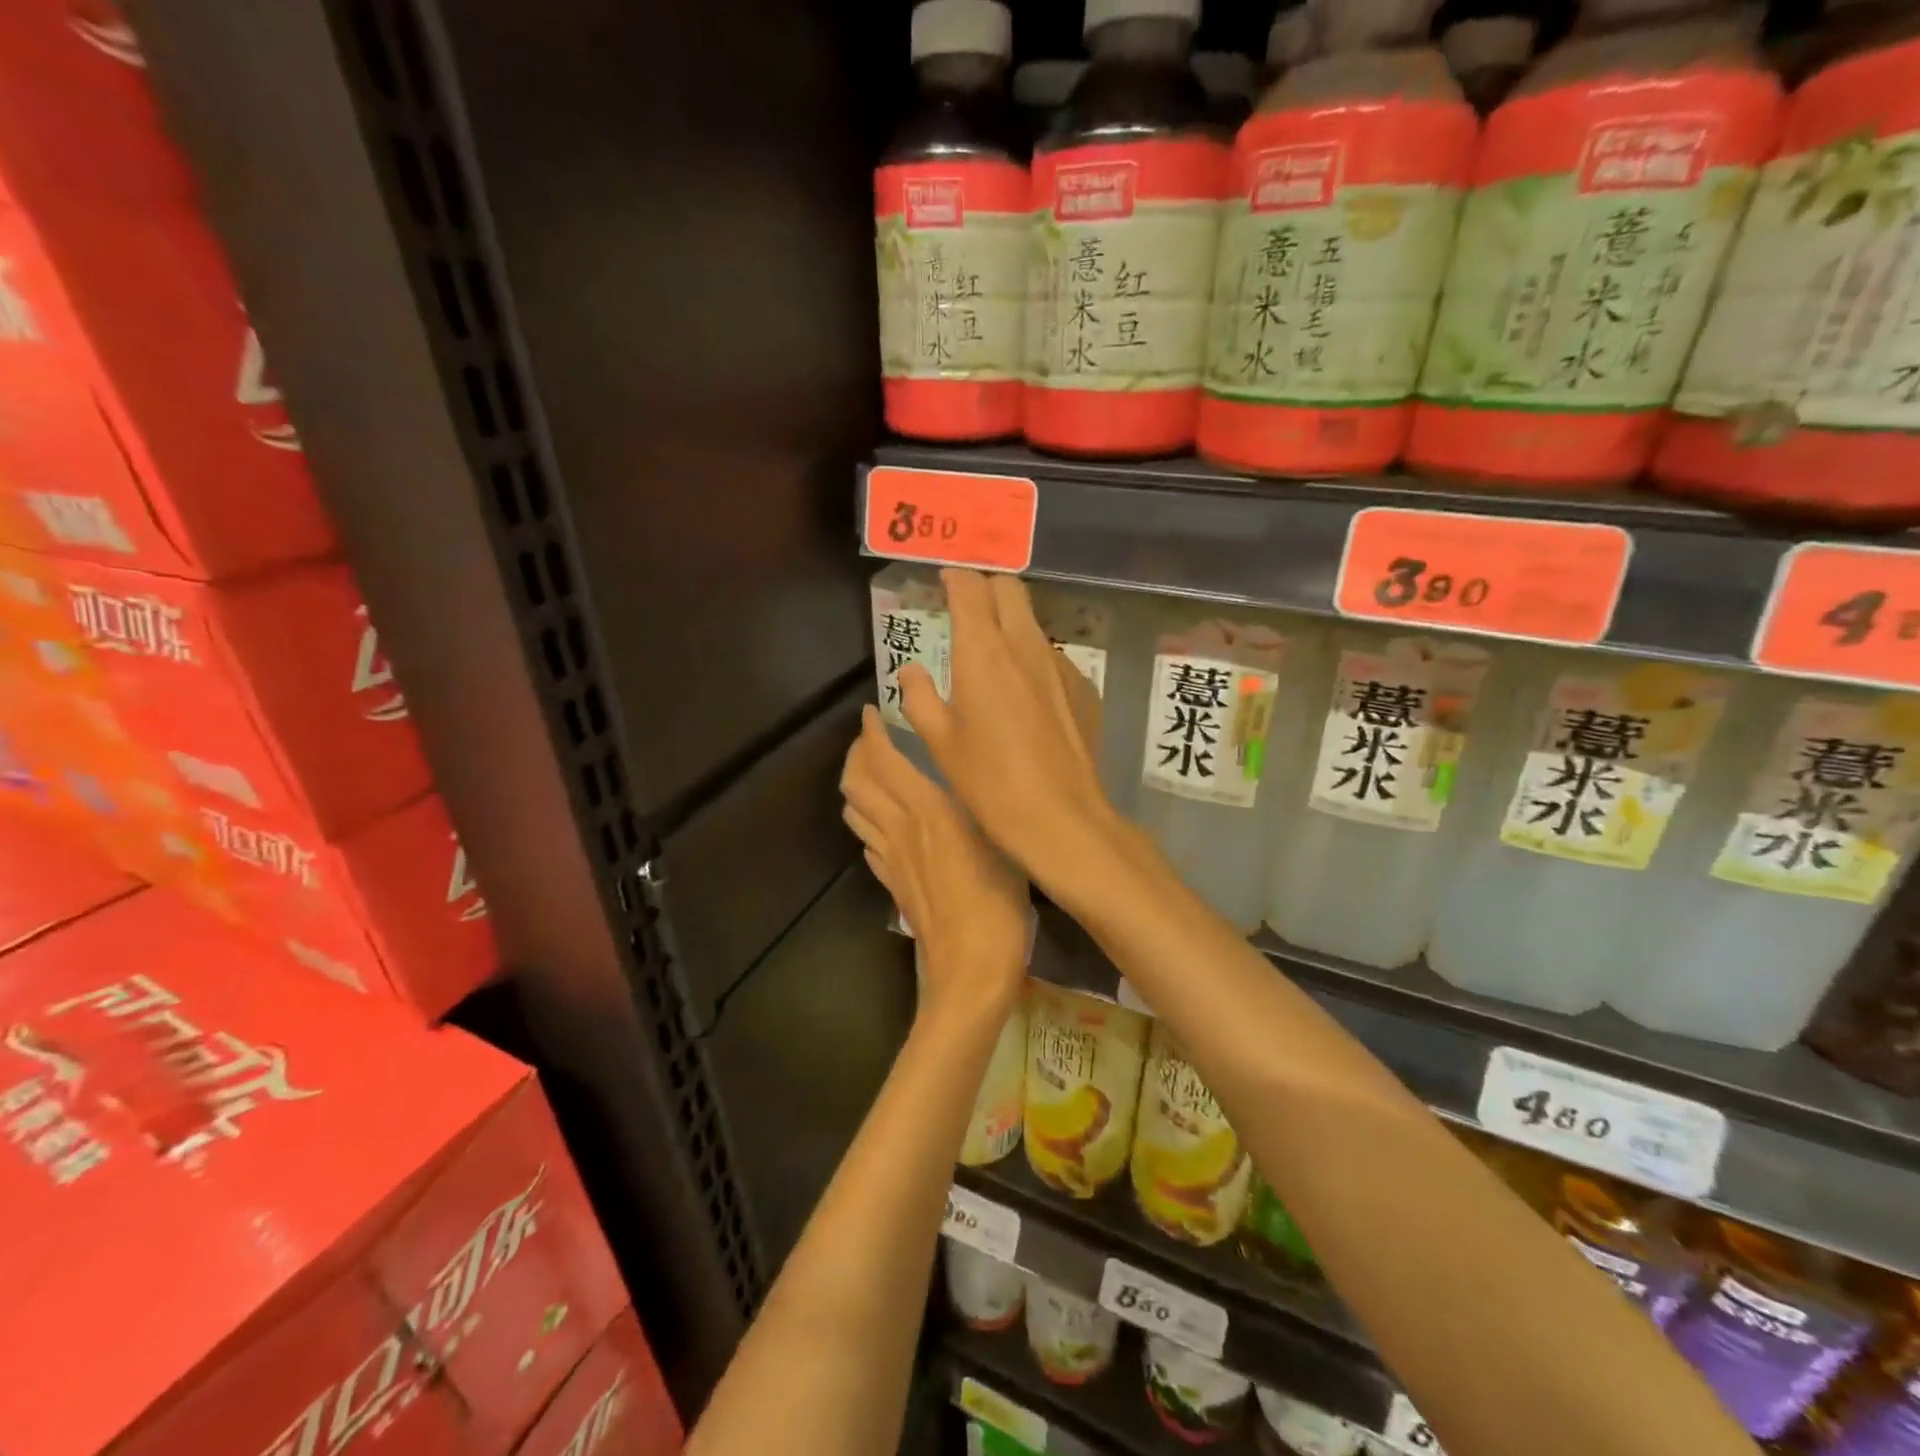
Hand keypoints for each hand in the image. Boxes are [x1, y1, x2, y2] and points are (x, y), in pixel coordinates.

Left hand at [840, 705, 1028, 1021]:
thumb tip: (966, 780)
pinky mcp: (892, 884)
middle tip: (869, 738)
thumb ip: (978, 805)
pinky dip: (866, 821)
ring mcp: (890, 859)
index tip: (871, 712)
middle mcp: (900, 828)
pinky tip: (881, 823)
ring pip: (855, 811)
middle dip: (856, 754)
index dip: (871, 734)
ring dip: (854, 785)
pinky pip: (867, 842)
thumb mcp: (999, 838)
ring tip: (870, 772)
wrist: (970, 967)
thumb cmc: (998, 899)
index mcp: (928, 810)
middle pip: (857, 783)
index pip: (884, 761)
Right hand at [897, 570, 1120, 899]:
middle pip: (1009, 588)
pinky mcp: (1083, 687)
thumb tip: (911, 671)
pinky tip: (1025, 695)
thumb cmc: (988, 781)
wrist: (1060, 816)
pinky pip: (1052, 655)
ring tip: (992, 654)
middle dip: (985, 587)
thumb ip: (919, 696)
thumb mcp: (939, 741)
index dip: (954, 578)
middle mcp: (1024, 645)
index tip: (942, 581)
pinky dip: (1032, 657)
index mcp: (982, 652)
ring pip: (1033, 621)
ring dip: (1010, 622)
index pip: (970, 588)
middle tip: (966, 607)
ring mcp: (1059, 664)